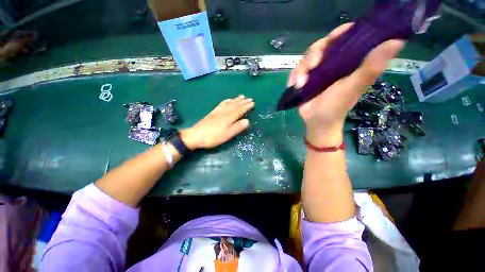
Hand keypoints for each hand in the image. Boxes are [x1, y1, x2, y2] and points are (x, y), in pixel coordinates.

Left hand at [180, 95, 254, 148]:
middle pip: (235, 105)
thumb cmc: (213, 137)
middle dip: (243, 102)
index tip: (253, 103)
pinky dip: (227, 101)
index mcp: (229, 117)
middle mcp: (224, 112)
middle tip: (249, 98)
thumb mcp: (227, 134)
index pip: (240, 110)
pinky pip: (222, 104)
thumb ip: (238, 127)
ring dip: (236, 100)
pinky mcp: (212, 112)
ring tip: (241, 96)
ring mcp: (217, 111)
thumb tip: (247, 120)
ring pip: (229, 103)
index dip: (246, 107)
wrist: (196, 135)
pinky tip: (228, 100)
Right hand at [287, 23, 404, 145]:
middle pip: (322, 46)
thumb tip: (398, 40)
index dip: (340, 33)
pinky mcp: (305, 79)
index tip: (334, 37)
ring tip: (300, 83)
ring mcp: (317, 72)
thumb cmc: (337, 106)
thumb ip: (372, 66)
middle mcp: (332, 64)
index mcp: (347, 62)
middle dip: (314, 54)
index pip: (345, 38)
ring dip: (301, 69)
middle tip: (312, 65)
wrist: (317, 121)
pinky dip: (294, 77)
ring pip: (306, 59)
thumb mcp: (354, 86)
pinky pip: (297, 71)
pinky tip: (294, 85)